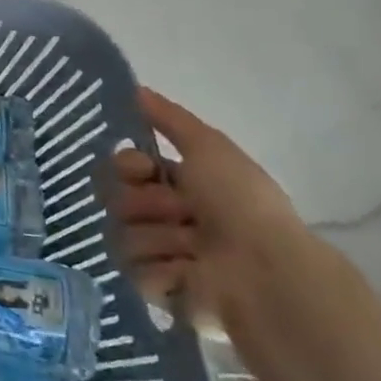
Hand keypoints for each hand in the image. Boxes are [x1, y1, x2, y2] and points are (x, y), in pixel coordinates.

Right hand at [113, 88, 306, 326]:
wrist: (265, 269)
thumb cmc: (241, 203)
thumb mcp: (210, 147)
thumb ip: (170, 119)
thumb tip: (135, 89)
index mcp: (177, 185)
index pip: (121, 167)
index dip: (127, 165)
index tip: (144, 168)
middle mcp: (164, 217)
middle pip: (115, 199)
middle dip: (143, 203)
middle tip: (179, 213)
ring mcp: (160, 255)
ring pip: (121, 235)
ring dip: (158, 238)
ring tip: (192, 248)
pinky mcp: (158, 291)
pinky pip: (133, 271)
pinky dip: (162, 270)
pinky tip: (189, 273)